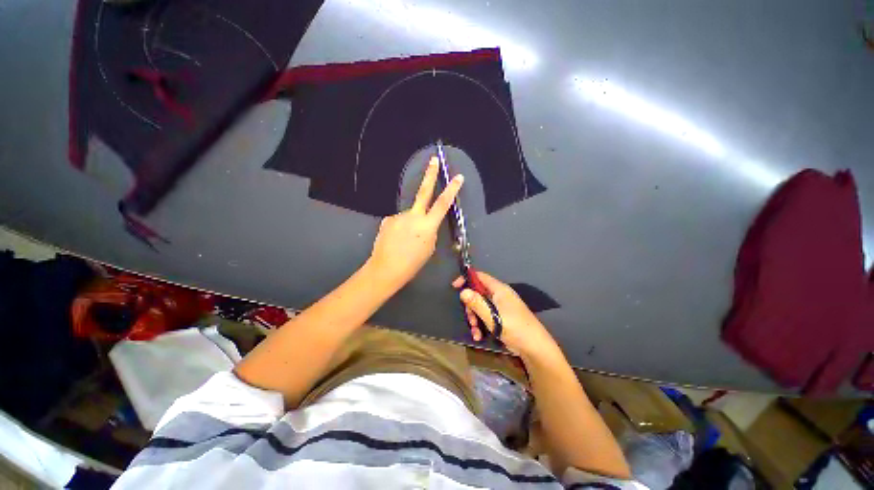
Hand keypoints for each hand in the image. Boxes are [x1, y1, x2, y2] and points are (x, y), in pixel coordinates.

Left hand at [368, 156, 463, 288]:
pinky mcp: (388, 219)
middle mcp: (413, 216)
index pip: (442, 204)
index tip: (458, 177)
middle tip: (433, 160)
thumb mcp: (429, 248)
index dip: (451, 190)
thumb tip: (424, 223)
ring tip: (404, 241)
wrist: (386, 268)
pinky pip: (399, 221)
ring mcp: (399, 216)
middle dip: (430, 175)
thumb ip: (429, 231)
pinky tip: (396, 240)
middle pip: (424, 192)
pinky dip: (400, 229)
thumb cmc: (412, 263)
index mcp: (427, 226)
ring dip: (410, 224)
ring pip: (409, 215)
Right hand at [452, 271, 559, 359]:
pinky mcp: (502, 318)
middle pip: (478, 293)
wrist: (535, 348)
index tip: (455, 287)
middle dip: (471, 306)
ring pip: (481, 307)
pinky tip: (479, 336)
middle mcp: (500, 295)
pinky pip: (487, 316)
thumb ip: (477, 303)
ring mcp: (501, 307)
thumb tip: (463, 291)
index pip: (480, 276)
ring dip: (475, 319)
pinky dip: (481, 325)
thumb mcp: (492, 316)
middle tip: (470, 319)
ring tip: (476, 332)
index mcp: (499, 289)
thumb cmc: (514, 328)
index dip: (467, 279)